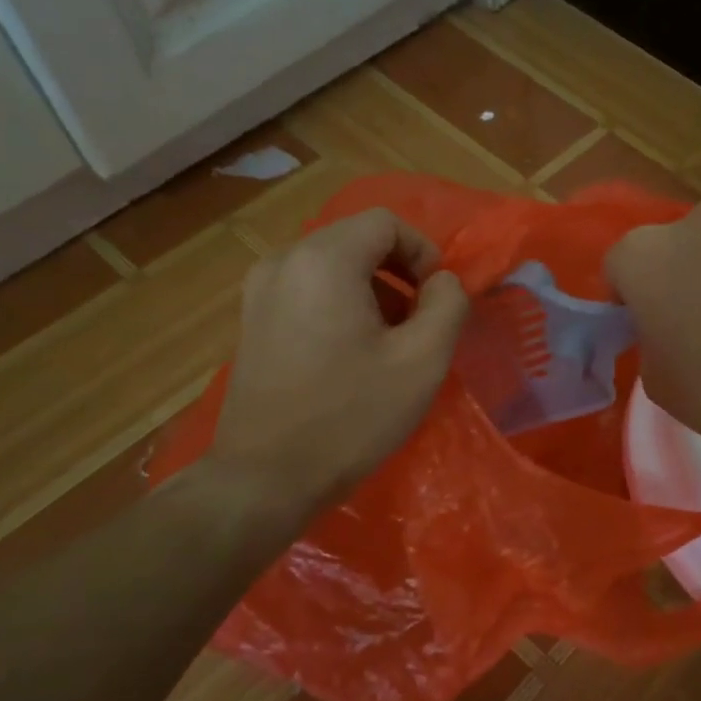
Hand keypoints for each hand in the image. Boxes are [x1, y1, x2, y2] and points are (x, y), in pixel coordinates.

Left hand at [201, 208, 467, 528]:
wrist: (266, 477)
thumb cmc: (352, 416)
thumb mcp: (422, 361)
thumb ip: (448, 305)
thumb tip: (443, 283)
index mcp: (324, 260)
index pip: (386, 223)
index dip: (424, 252)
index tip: (438, 299)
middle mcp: (284, 261)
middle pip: (357, 240)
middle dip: (399, 273)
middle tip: (420, 323)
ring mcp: (259, 291)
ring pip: (332, 265)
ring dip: (372, 291)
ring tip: (389, 343)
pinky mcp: (252, 320)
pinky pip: (308, 289)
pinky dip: (341, 305)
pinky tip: (351, 355)